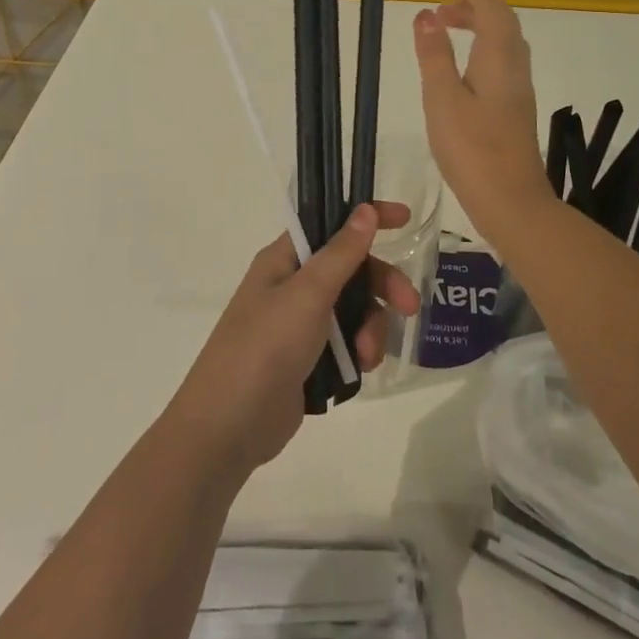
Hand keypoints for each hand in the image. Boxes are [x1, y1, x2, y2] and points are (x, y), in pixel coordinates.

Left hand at [166, 202, 419, 479]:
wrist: (229, 428)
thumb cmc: (265, 347)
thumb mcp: (307, 294)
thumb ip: (341, 253)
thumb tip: (365, 209)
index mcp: (284, 260)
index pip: (330, 224)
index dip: (366, 217)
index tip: (405, 220)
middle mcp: (293, 286)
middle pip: (351, 270)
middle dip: (383, 285)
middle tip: (410, 306)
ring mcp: (300, 325)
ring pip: (355, 309)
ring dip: (371, 328)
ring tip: (367, 356)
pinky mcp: (309, 360)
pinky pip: (348, 343)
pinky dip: (360, 351)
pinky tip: (361, 370)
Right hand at [412, 0, 553, 242]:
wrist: (511, 201)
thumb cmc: (472, 149)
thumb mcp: (442, 98)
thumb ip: (434, 55)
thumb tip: (425, 14)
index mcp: (499, 58)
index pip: (491, 10)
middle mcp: (515, 68)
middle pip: (502, 23)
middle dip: (474, 8)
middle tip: (442, 11)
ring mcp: (519, 90)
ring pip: (505, 44)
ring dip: (480, 29)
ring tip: (448, 33)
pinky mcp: (516, 110)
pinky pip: (504, 63)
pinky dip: (484, 50)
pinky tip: (465, 70)